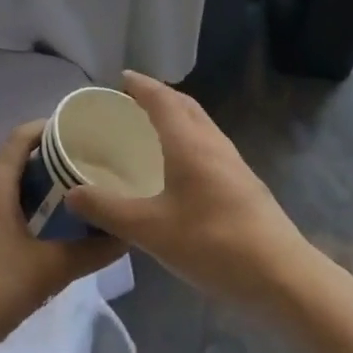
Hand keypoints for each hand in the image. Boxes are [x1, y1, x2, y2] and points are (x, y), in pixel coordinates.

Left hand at [0, 122, 126, 352]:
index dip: (49, 128)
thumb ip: (91, 252)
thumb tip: (126, 236)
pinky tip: (37, 235)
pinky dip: (15, 210)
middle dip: (48, 162)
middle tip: (84, 171)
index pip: (21, 137)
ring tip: (68, 201)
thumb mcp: (50, 271)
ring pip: (2, 188)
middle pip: (13, 161)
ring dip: (32, 189)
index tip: (79, 133)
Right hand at [63, 72, 310, 313]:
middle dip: (159, 96)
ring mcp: (233, 163)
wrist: (279, 274)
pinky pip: (209, 146)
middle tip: (132, 101)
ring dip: (177, 117)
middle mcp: (213, 144)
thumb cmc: (212, 243)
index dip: (141, 86)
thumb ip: (108, 209)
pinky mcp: (243, 184)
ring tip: (152, 129)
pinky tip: (180, 168)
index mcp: (189, 143)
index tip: (121, 78)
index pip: (162, 100)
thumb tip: (72, 192)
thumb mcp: (150, 230)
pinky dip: (189, 140)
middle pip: (186, 106)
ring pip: (201, 126)